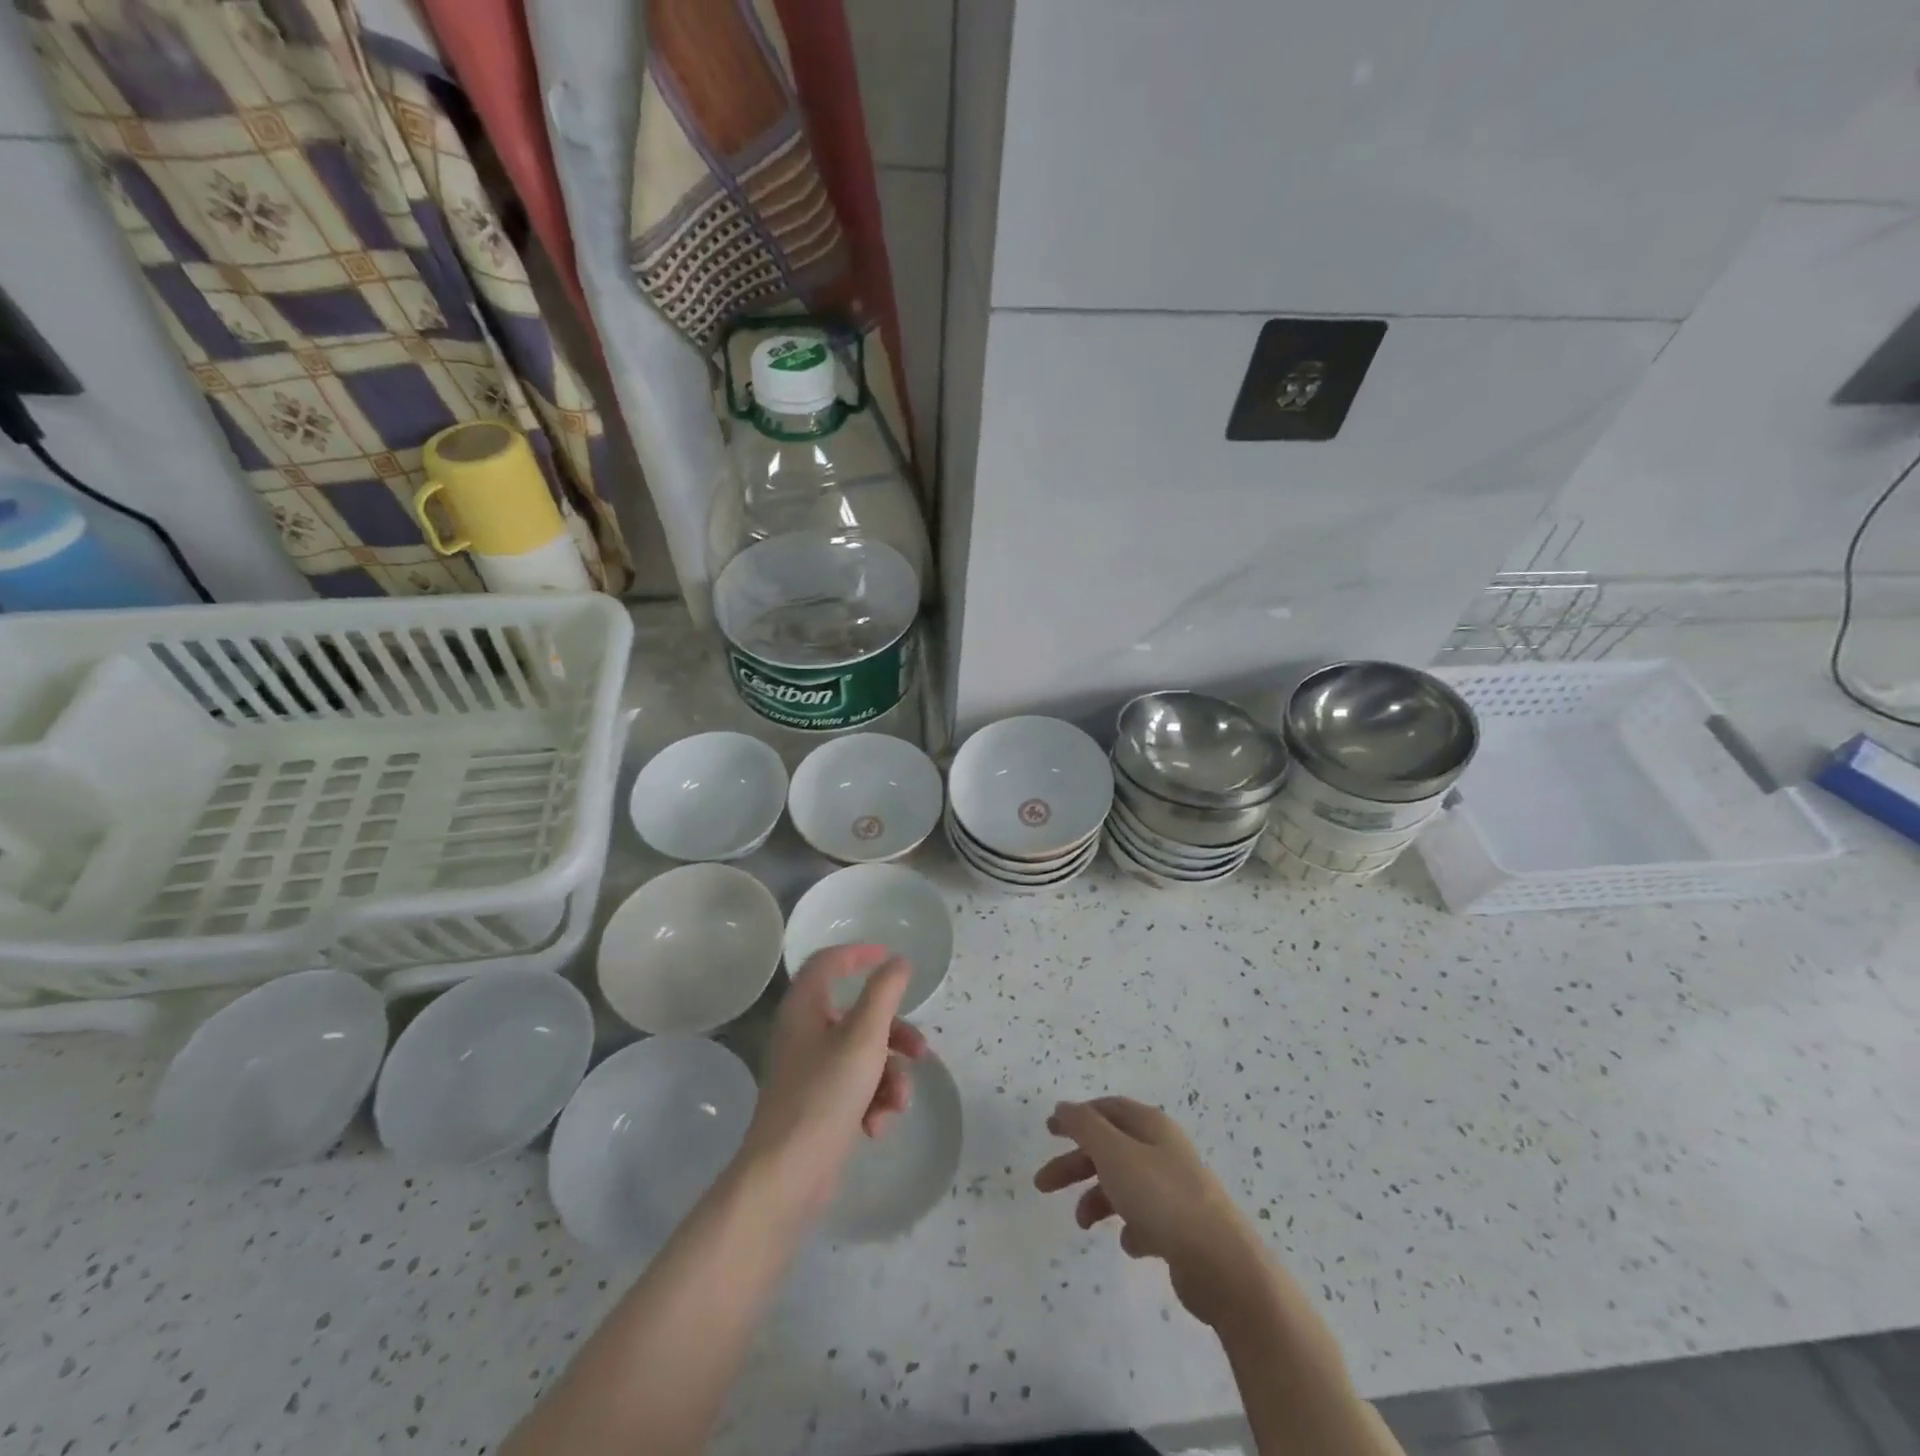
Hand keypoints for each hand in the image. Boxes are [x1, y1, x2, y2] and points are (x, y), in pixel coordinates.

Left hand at [738, 944, 927, 1217]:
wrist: (787, 1176)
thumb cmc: (825, 1094)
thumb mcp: (864, 1036)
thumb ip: (884, 993)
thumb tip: (898, 961)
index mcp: (805, 1008)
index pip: (828, 963)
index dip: (859, 954)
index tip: (890, 958)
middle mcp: (804, 1033)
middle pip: (858, 1016)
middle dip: (895, 1035)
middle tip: (920, 1051)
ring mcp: (809, 1071)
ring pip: (864, 1055)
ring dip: (889, 1077)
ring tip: (897, 1104)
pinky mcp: (817, 1105)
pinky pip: (855, 1088)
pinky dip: (872, 1101)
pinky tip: (876, 1127)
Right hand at [1035, 1097, 1270, 1329]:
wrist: (1221, 1263)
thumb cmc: (1162, 1197)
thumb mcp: (1114, 1152)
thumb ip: (1084, 1126)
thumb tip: (1063, 1107)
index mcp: (1150, 1125)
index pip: (1107, 1109)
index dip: (1076, 1117)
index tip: (1049, 1130)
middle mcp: (1163, 1151)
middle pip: (1110, 1148)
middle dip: (1076, 1163)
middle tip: (1043, 1184)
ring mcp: (1175, 1189)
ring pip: (1124, 1184)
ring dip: (1098, 1199)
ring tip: (1083, 1224)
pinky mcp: (1183, 1227)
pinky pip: (1146, 1219)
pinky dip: (1130, 1227)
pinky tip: (1129, 1243)